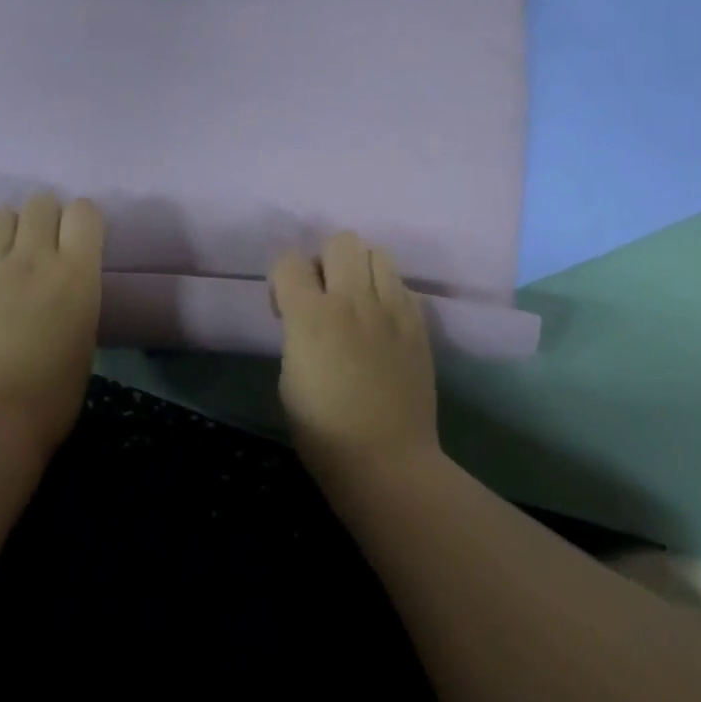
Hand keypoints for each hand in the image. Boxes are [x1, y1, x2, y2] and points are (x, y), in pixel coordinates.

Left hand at [0, 193, 103, 456]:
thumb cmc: (52, 393)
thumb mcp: (84, 334)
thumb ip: (75, 293)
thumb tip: (61, 283)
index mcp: (76, 272)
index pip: (84, 212)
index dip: (82, 221)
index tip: (78, 240)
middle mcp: (34, 257)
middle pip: (40, 202)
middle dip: (44, 218)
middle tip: (42, 248)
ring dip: (8, 231)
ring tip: (6, 259)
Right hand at [270, 232, 438, 485]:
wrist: (386, 461)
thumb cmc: (323, 432)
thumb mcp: (288, 378)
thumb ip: (296, 333)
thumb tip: (308, 318)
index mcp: (311, 317)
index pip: (288, 261)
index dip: (282, 280)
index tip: (285, 310)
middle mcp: (353, 300)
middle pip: (341, 241)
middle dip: (325, 262)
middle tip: (324, 297)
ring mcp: (392, 309)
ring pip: (378, 253)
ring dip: (360, 270)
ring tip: (357, 303)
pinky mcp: (419, 324)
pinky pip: (402, 285)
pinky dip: (387, 294)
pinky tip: (382, 324)